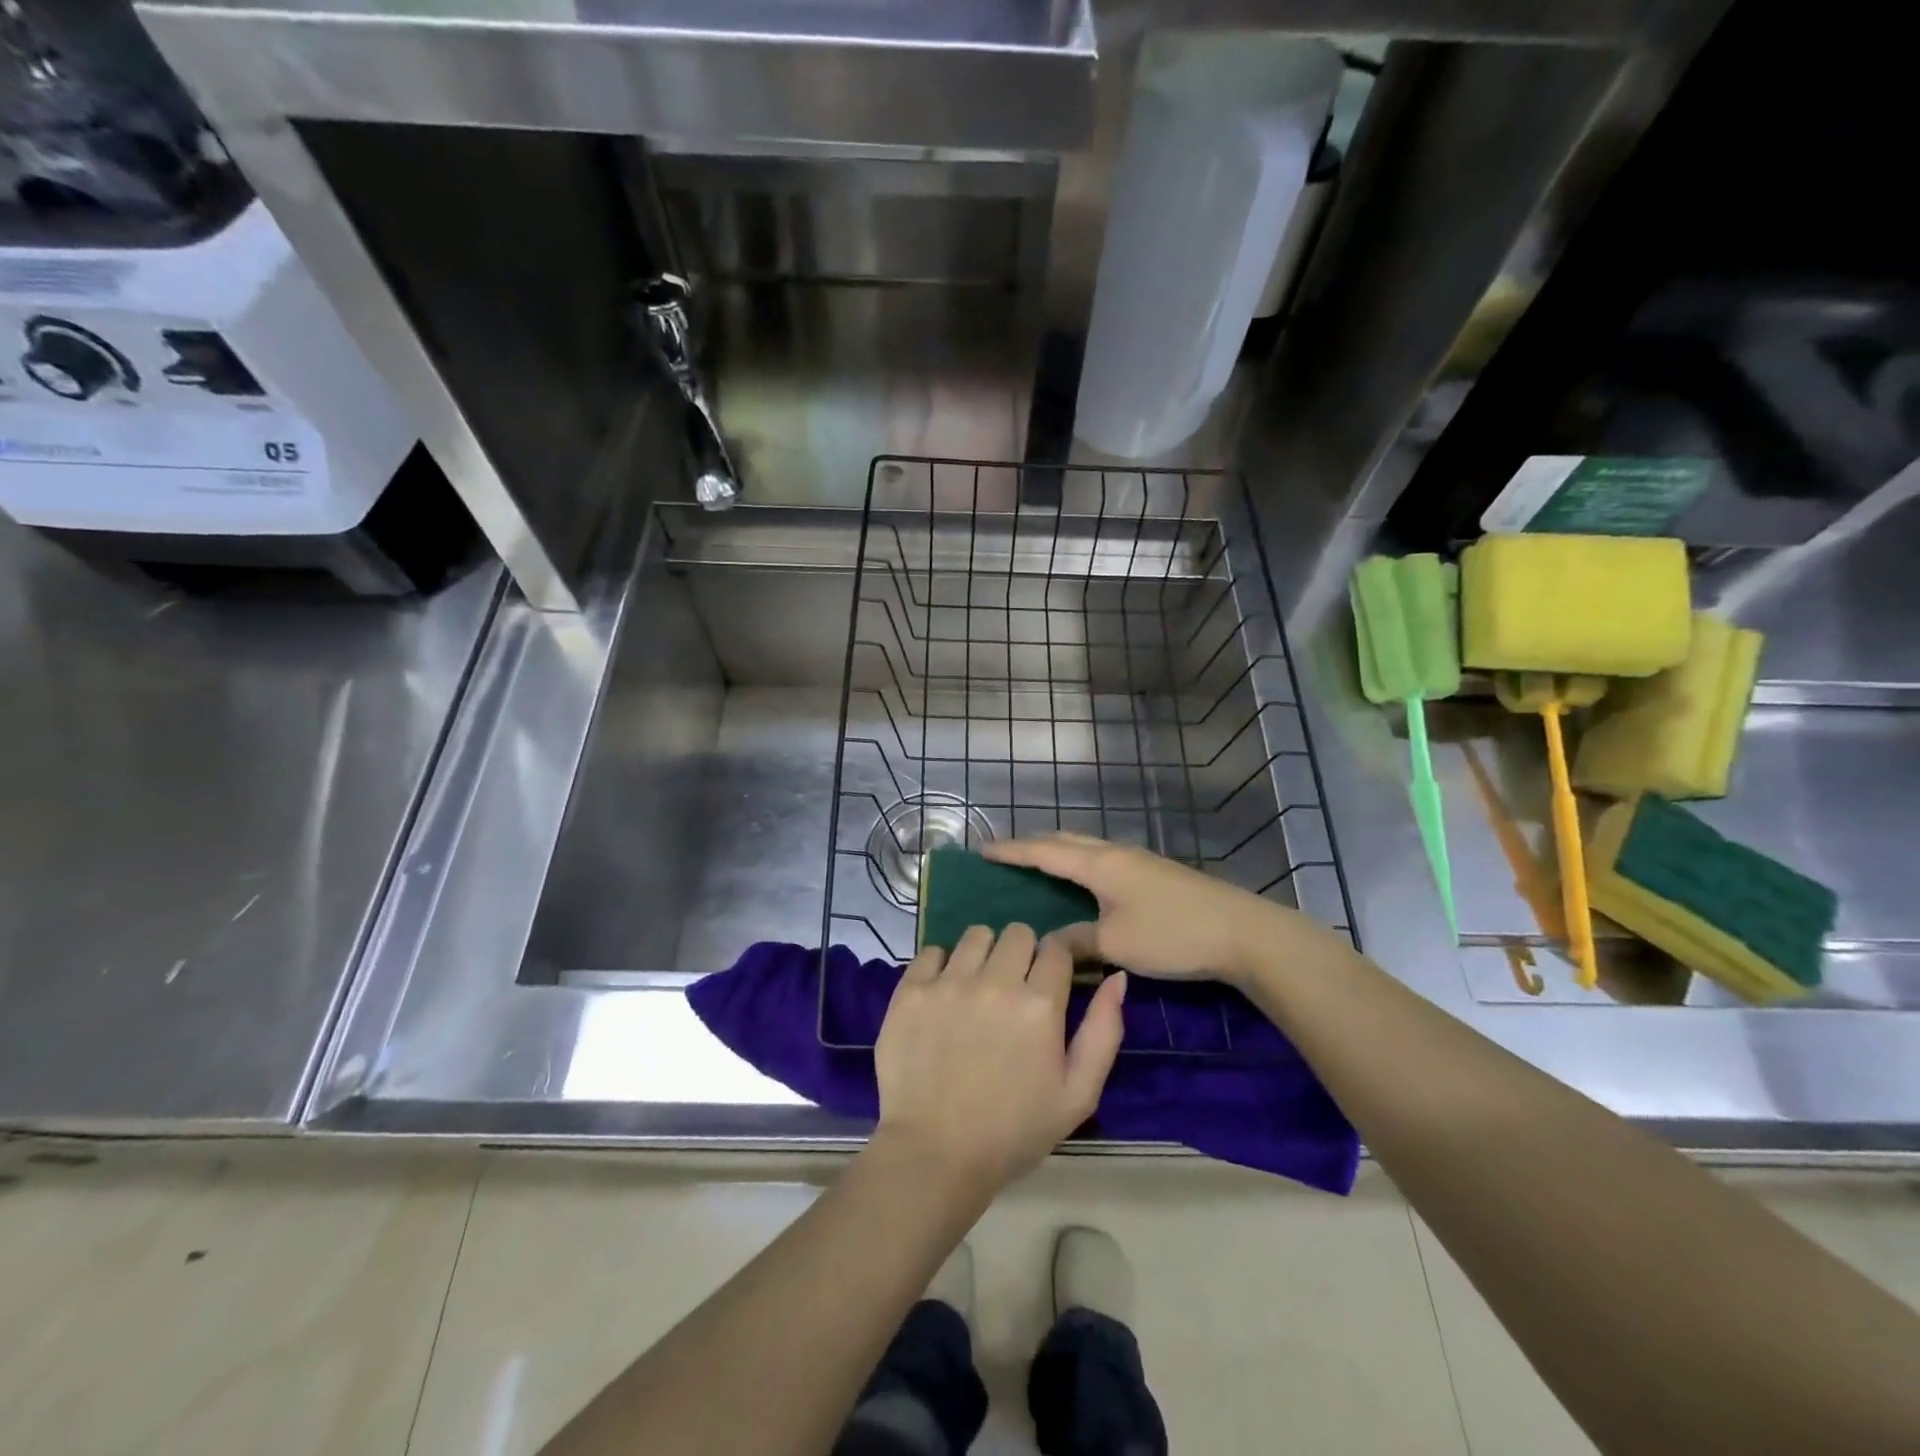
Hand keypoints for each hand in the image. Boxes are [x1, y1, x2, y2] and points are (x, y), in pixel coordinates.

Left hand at [873, 924, 1126, 1192]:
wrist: (934, 1156)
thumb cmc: (1013, 1132)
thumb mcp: (1078, 1094)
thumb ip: (1104, 1031)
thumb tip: (1116, 978)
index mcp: (1040, 1004)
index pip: (1057, 946)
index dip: (1060, 955)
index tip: (1055, 971)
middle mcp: (994, 981)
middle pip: (1017, 932)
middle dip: (1023, 953)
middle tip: (1015, 988)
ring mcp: (948, 983)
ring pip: (976, 935)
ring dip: (984, 954)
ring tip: (978, 988)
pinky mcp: (911, 991)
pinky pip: (931, 951)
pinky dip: (941, 966)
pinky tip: (943, 996)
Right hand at [982, 834, 1332, 988]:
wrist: (1242, 933)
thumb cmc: (1173, 934)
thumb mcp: (1116, 943)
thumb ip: (1077, 941)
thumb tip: (1050, 942)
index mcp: (1100, 864)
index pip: (1044, 851)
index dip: (1011, 850)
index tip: (982, 849)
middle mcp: (1115, 854)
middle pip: (1065, 840)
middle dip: (1032, 845)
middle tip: (1005, 857)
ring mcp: (1138, 861)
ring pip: (1086, 848)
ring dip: (1058, 853)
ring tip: (1036, 868)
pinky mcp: (1154, 875)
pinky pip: (1102, 861)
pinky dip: (1079, 865)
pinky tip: (1081, 885)